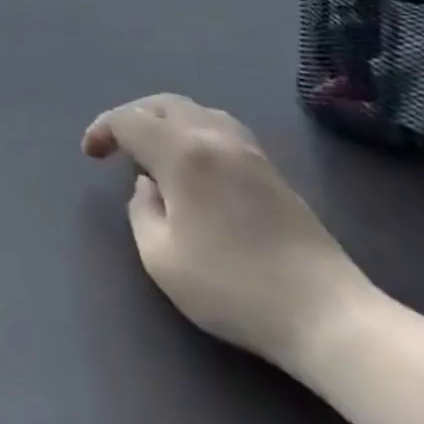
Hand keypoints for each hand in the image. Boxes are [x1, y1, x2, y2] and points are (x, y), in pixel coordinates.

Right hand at [83, 94, 376, 367]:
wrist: (331, 319)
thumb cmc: (235, 288)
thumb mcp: (161, 258)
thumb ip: (141, 211)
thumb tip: (149, 187)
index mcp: (182, 154)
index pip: (128, 120)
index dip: (103, 130)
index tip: (91, 155)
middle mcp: (214, 140)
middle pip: (163, 104)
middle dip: (132, 116)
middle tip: (117, 145)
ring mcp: (250, 154)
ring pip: (197, 111)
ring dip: (166, 120)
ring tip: (155, 149)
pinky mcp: (274, 174)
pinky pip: (222, 128)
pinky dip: (195, 131)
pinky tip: (195, 162)